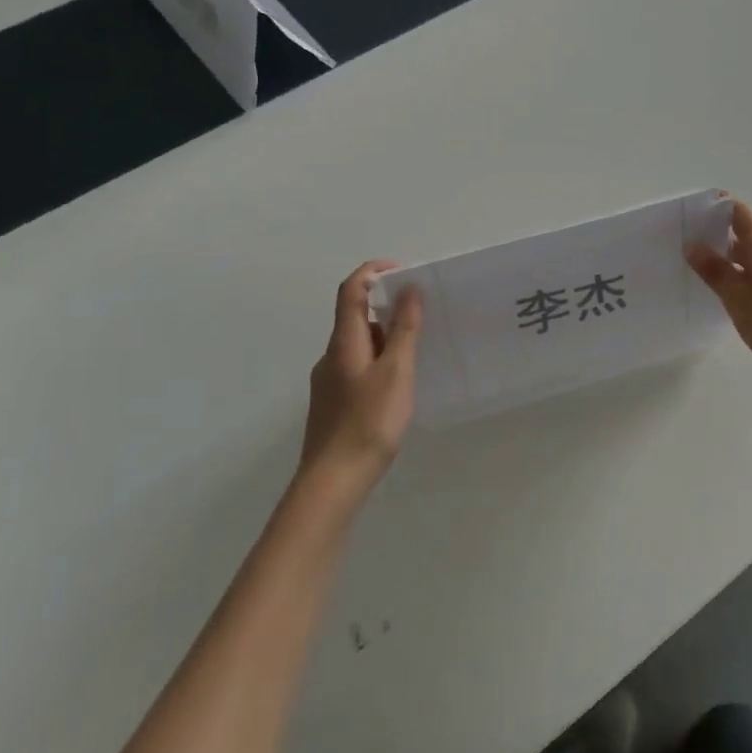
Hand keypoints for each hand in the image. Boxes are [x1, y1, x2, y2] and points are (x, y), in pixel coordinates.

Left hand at [299, 261, 422, 500]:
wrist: (334, 481)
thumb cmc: (368, 422)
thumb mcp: (396, 372)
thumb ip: (404, 329)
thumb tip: (410, 289)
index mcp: (344, 342)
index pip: (351, 290)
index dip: (373, 272)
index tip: (404, 271)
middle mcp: (331, 355)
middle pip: (355, 316)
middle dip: (386, 305)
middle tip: (422, 312)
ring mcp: (329, 381)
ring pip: (359, 344)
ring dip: (386, 336)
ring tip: (418, 349)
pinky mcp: (334, 403)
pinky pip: (358, 366)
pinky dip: (379, 360)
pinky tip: (399, 384)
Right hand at [687, 201, 751, 387]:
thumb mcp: (736, 297)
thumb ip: (714, 271)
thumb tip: (692, 244)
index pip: (740, 214)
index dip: (718, 208)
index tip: (694, 212)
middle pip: (745, 238)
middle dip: (718, 239)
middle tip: (688, 248)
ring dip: (731, 263)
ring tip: (704, 276)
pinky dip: (744, 281)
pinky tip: (732, 301)